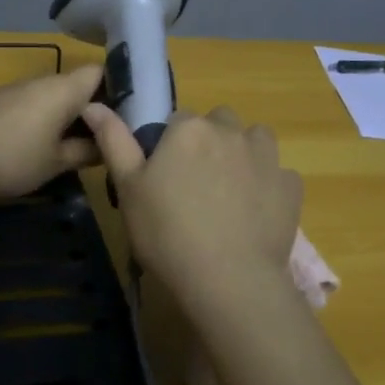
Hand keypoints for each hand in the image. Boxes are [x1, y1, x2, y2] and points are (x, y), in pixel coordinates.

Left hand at [0, 65, 104, 201]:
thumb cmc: (14, 160)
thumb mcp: (57, 163)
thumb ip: (85, 152)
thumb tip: (104, 146)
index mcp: (62, 90)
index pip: (98, 72)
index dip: (113, 88)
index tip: (119, 114)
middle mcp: (37, 81)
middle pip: (70, 85)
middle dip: (82, 108)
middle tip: (92, 138)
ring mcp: (8, 89)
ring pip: (42, 95)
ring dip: (53, 114)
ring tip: (57, 145)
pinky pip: (18, 104)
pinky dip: (27, 119)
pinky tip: (20, 146)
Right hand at [81, 104, 302, 326]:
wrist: (229, 280)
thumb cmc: (167, 233)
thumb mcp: (128, 188)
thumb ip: (113, 141)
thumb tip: (93, 105)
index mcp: (189, 128)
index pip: (177, 120)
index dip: (170, 146)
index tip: (165, 176)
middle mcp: (230, 131)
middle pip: (218, 123)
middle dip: (209, 142)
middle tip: (195, 184)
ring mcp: (266, 157)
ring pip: (254, 140)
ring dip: (243, 154)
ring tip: (229, 192)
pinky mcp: (290, 186)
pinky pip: (278, 174)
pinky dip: (268, 186)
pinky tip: (255, 213)